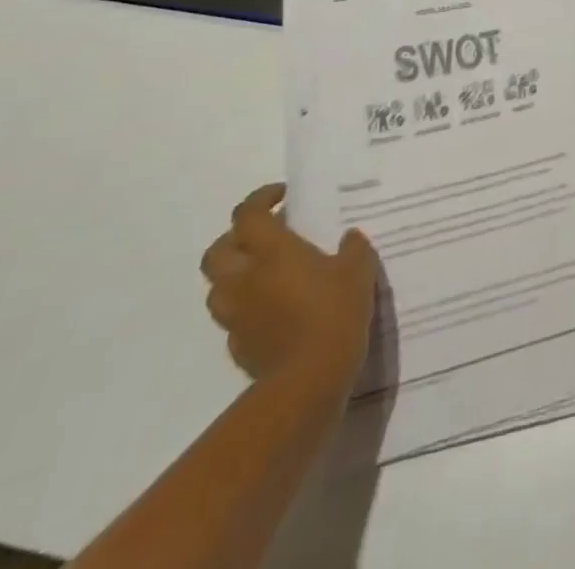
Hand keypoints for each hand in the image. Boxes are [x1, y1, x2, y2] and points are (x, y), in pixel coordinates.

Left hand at [200, 184, 377, 395]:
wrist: (309, 380)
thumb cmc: (334, 311)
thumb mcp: (358, 269)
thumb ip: (352, 248)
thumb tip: (348, 238)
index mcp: (272, 251)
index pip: (248, 215)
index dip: (260, 199)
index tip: (282, 196)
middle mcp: (245, 279)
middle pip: (217, 251)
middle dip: (236, 238)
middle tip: (264, 236)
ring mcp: (237, 315)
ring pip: (217, 288)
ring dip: (234, 275)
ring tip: (263, 273)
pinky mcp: (239, 346)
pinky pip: (233, 319)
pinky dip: (245, 308)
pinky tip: (272, 310)